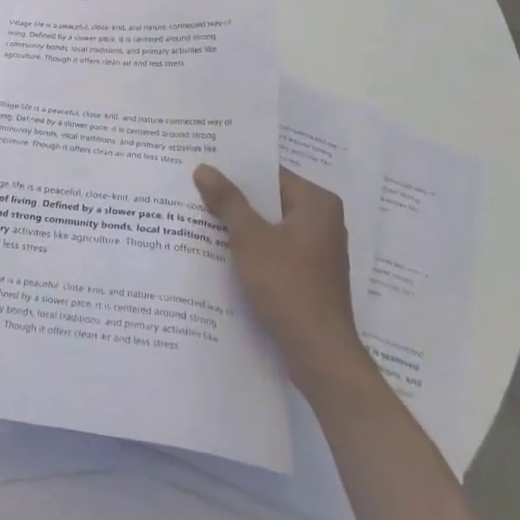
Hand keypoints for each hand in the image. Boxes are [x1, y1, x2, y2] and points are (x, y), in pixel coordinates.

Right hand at [194, 165, 369, 378]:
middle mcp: (323, 221)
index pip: (270, 174)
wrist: (318, 351)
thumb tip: (204, 168)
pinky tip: (222, 252)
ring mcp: (318, 250)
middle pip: (271, 199)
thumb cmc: (287, 285)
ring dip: (242, 225)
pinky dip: (253, 248)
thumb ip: (227, 201)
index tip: (204, 169)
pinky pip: (276, 249)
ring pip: (271, 226)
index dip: (236, 171)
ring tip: (201, 219)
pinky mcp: (309, 274)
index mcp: (317, 203)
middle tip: (196, 191)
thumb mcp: (249, 238)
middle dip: (236, 199)